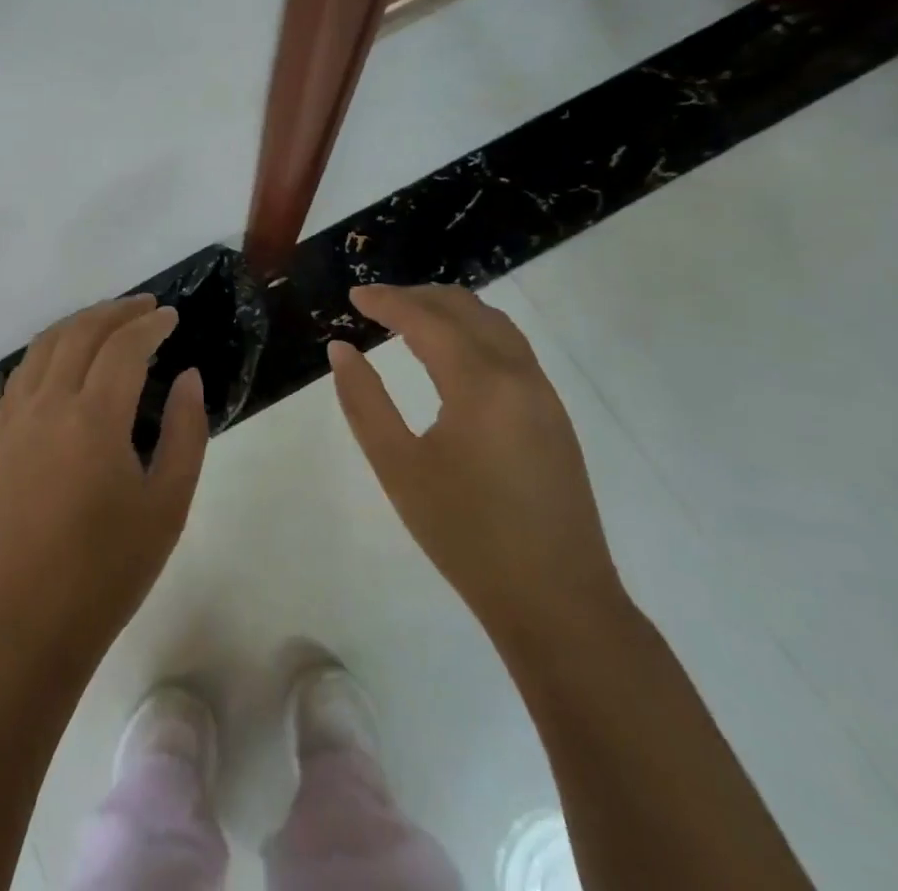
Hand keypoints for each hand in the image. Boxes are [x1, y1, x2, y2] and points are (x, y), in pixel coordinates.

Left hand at [0, 296, 207, 659]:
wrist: (32, 619)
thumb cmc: (111, 567)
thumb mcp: (168, 503)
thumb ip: (185, 431)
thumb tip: (187, 377)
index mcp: (94, 419)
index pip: (123, 347)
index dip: (149, 324)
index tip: (171, 317)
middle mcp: (50, 404)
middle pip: (81, 333)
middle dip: (116, 312)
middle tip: (147, 307)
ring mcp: (18, 418)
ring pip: (46, 344)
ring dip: (80, 322)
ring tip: (111, 319)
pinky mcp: (2, 436)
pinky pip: (23, 370)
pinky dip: (49, 347)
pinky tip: (66, 355)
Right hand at [327, 284, 626, 645]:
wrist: (557, 602)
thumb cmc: (466, 535)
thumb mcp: (398, 468)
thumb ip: (364, 401)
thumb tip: (341, 350)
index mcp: (480, 383)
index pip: (426, 319)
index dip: (387, 301)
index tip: (353, 295)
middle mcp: (518, 374)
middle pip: (466, 309)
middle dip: (418, 297)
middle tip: (376, 304)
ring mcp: (543, 394)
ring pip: (495, 324)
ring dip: (450, 310)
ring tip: (409, 319)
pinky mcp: (554, 416)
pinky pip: (511, 348)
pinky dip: (474, 332)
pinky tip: (451, 355)